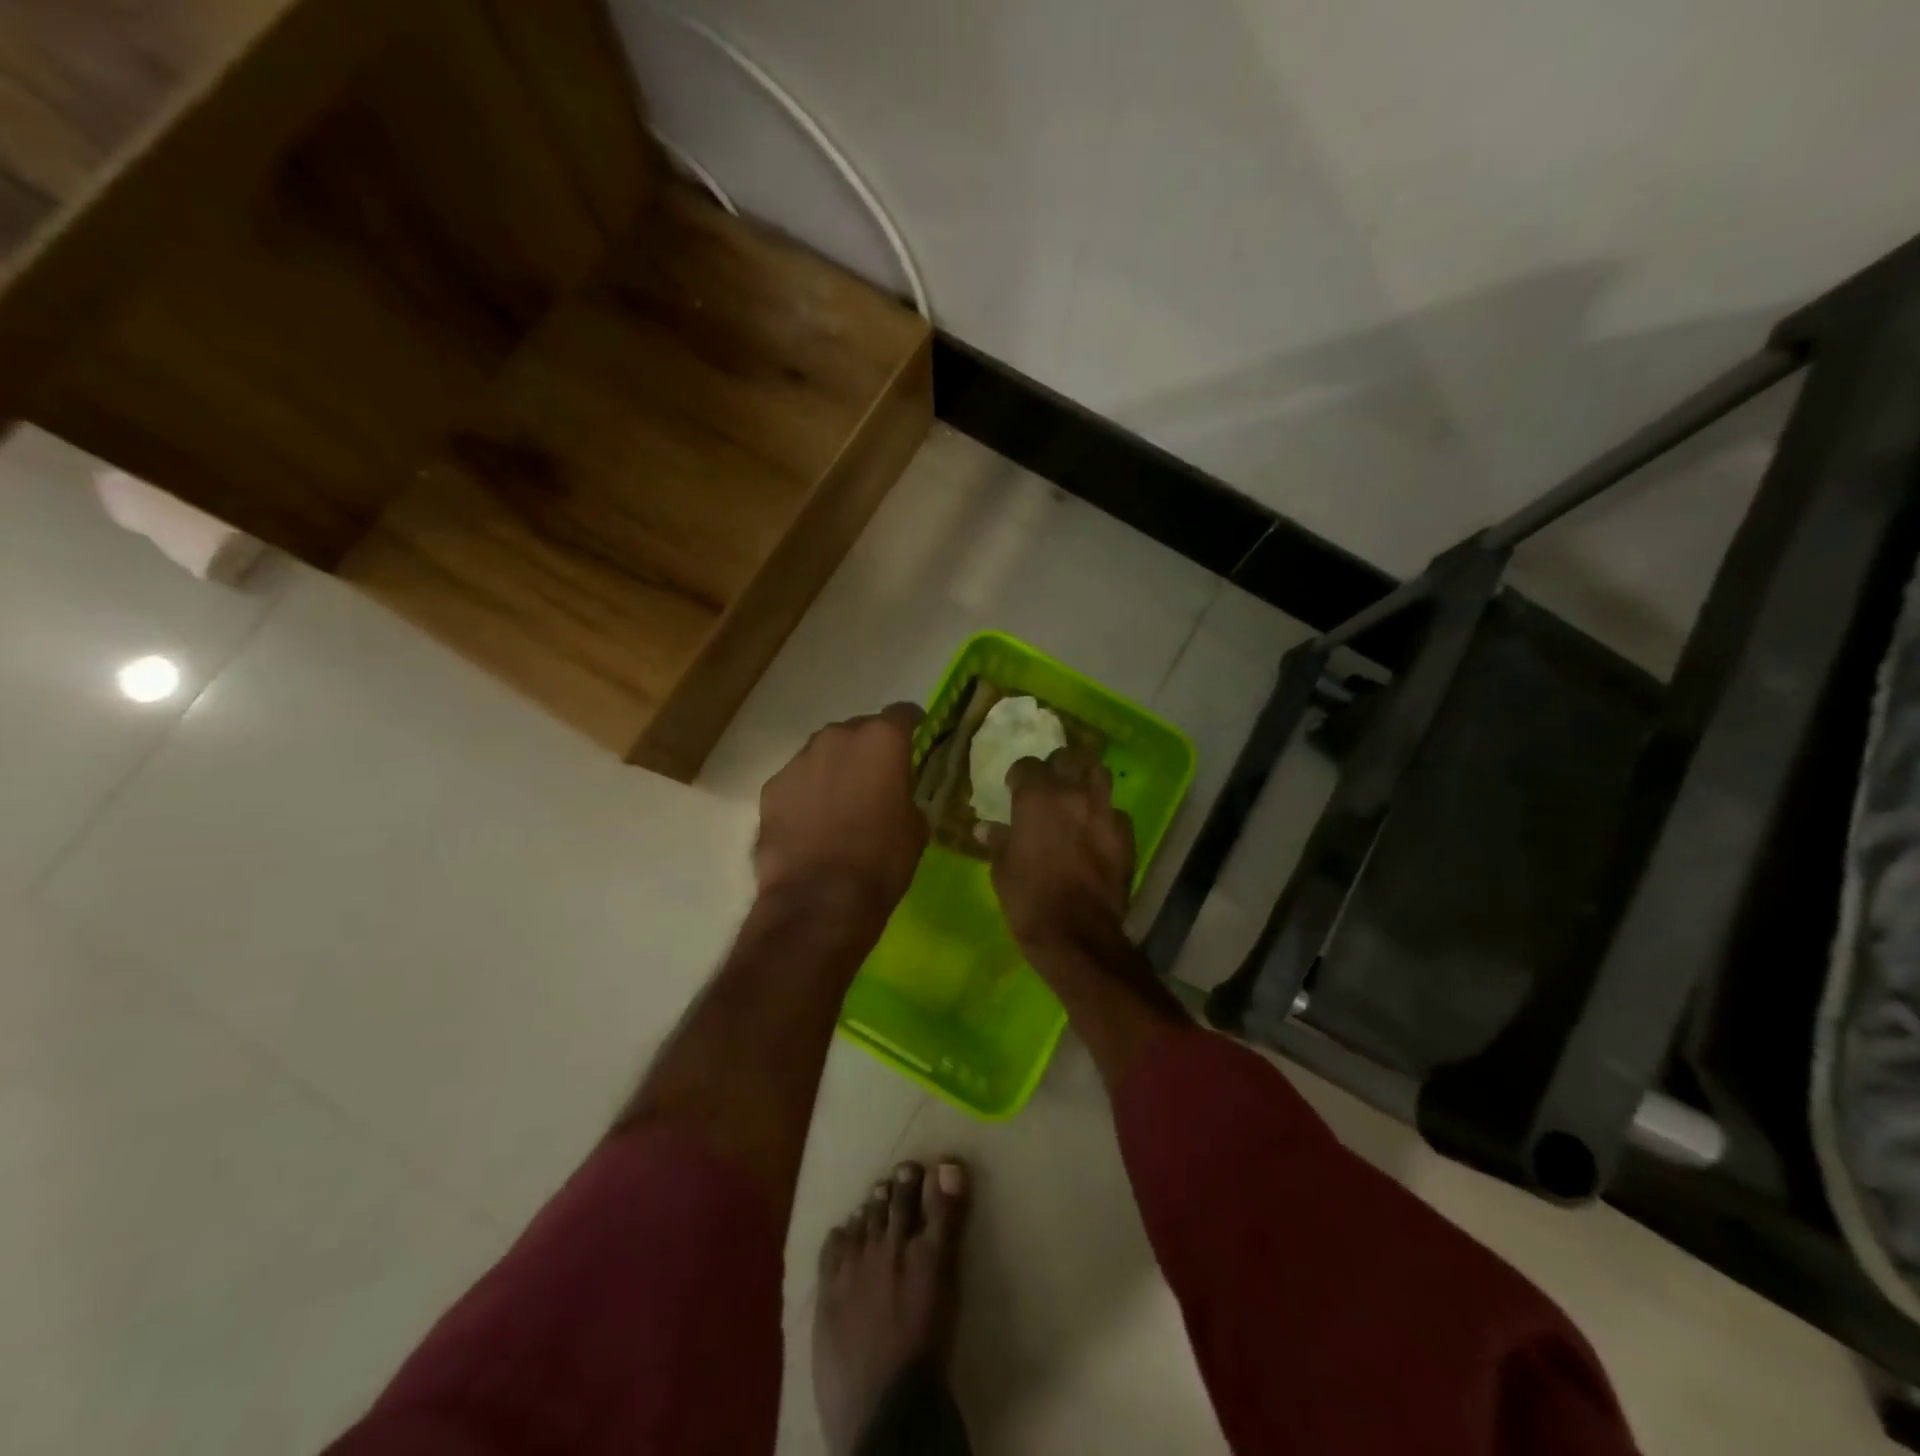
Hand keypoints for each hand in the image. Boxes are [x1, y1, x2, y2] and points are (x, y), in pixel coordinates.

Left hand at [755, 705, 927, 921]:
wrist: (820, 899)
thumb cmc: (881, 861)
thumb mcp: (915, 828)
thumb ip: (905, 795)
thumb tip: (894, 796)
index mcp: (882, 740)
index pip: (902, 714)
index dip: (911, 724)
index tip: (916, 734)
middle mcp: (838, 737)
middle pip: (857, 731)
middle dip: (867, 749)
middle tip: (875, 778)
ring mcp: (799, 760)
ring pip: (823, 754)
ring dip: (834, 769)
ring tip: (840, 802)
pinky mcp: (772, 787)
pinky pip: (797, 781)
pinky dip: (807, 794)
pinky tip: (811, 823)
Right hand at [988, 749, 1134, 957]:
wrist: (1078, 934)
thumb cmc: (1029, 900)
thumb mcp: (1002, 870)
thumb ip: (997, 841)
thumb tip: (985, 828)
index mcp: (1037, 798)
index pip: (1028, 765)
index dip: (1020, 775)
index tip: (1014, 789)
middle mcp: (1073, 794)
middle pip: (1068, 759)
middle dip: (1057, 768)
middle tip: (1048, 787)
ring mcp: (1104, 812)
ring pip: (1099, 775)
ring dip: (1086, 781)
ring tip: (1077, 798)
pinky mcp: (1126, 835)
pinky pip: (1116, 812)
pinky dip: (1105, 816)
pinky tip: (1097, 832)